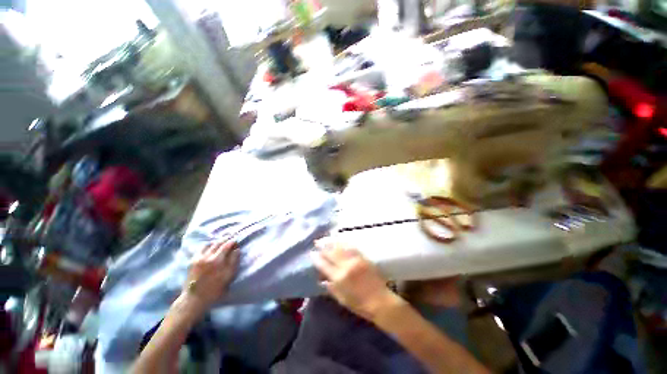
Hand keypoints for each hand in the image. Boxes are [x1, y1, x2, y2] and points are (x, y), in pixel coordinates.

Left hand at [181, 240, 239, 313]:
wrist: (195, 298)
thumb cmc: (215, 288)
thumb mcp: (228, 276)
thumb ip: (233, 261)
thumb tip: (237, 250)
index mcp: (217, 260)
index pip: (227, 245)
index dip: (233, 242)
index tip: (236, 242)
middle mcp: (207, 256)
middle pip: (218, 243)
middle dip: (225, 240)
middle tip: (230, 240)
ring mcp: (199, 258)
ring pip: (209, 244)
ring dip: (216, 242)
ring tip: (221, 243)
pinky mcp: (193, 260)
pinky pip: (201, 249)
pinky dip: (208, 246)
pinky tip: (211, 248)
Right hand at [311, 240, 398, 320]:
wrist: (381, 301)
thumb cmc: (360, 304)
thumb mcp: (342, 299)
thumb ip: (331, 287)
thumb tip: (321, 278)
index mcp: (339, 278)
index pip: (324, 265)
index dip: (317, 258)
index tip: (312, 253)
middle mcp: (346, 266)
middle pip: (332, 253)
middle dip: (323, 246)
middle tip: (317, 242)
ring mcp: (356, 260)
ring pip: (341, 247)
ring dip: (332, 242)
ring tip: (326, 238)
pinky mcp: (363, 257)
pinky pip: (352, 247)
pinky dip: (344, 242)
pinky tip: (340, 240)